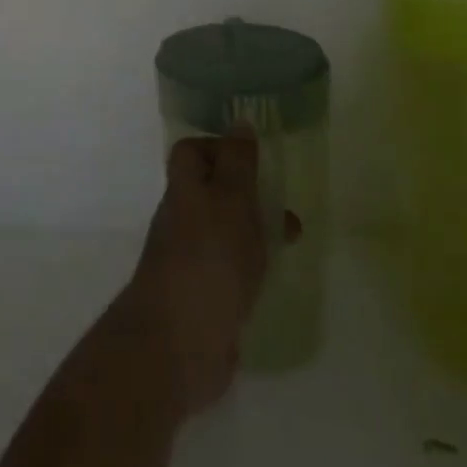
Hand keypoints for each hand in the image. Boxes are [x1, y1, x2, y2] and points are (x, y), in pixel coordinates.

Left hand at [119, 131, 292, 417]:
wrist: (177, 345)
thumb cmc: (208, 259)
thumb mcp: (231, 199)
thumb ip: (238, 162)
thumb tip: (239, 121)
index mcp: (185, 189)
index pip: (192, 152)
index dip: (220, 148)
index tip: (255, 159)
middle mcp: (181, 218)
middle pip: (210, 191)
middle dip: (247, 193)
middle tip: (283, 205)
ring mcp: (189, 260)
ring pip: (223, 231)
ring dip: (253, 231)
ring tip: (289, 242)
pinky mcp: (202, 298)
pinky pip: (227, 270)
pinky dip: (250, 268)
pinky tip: (272, 279)